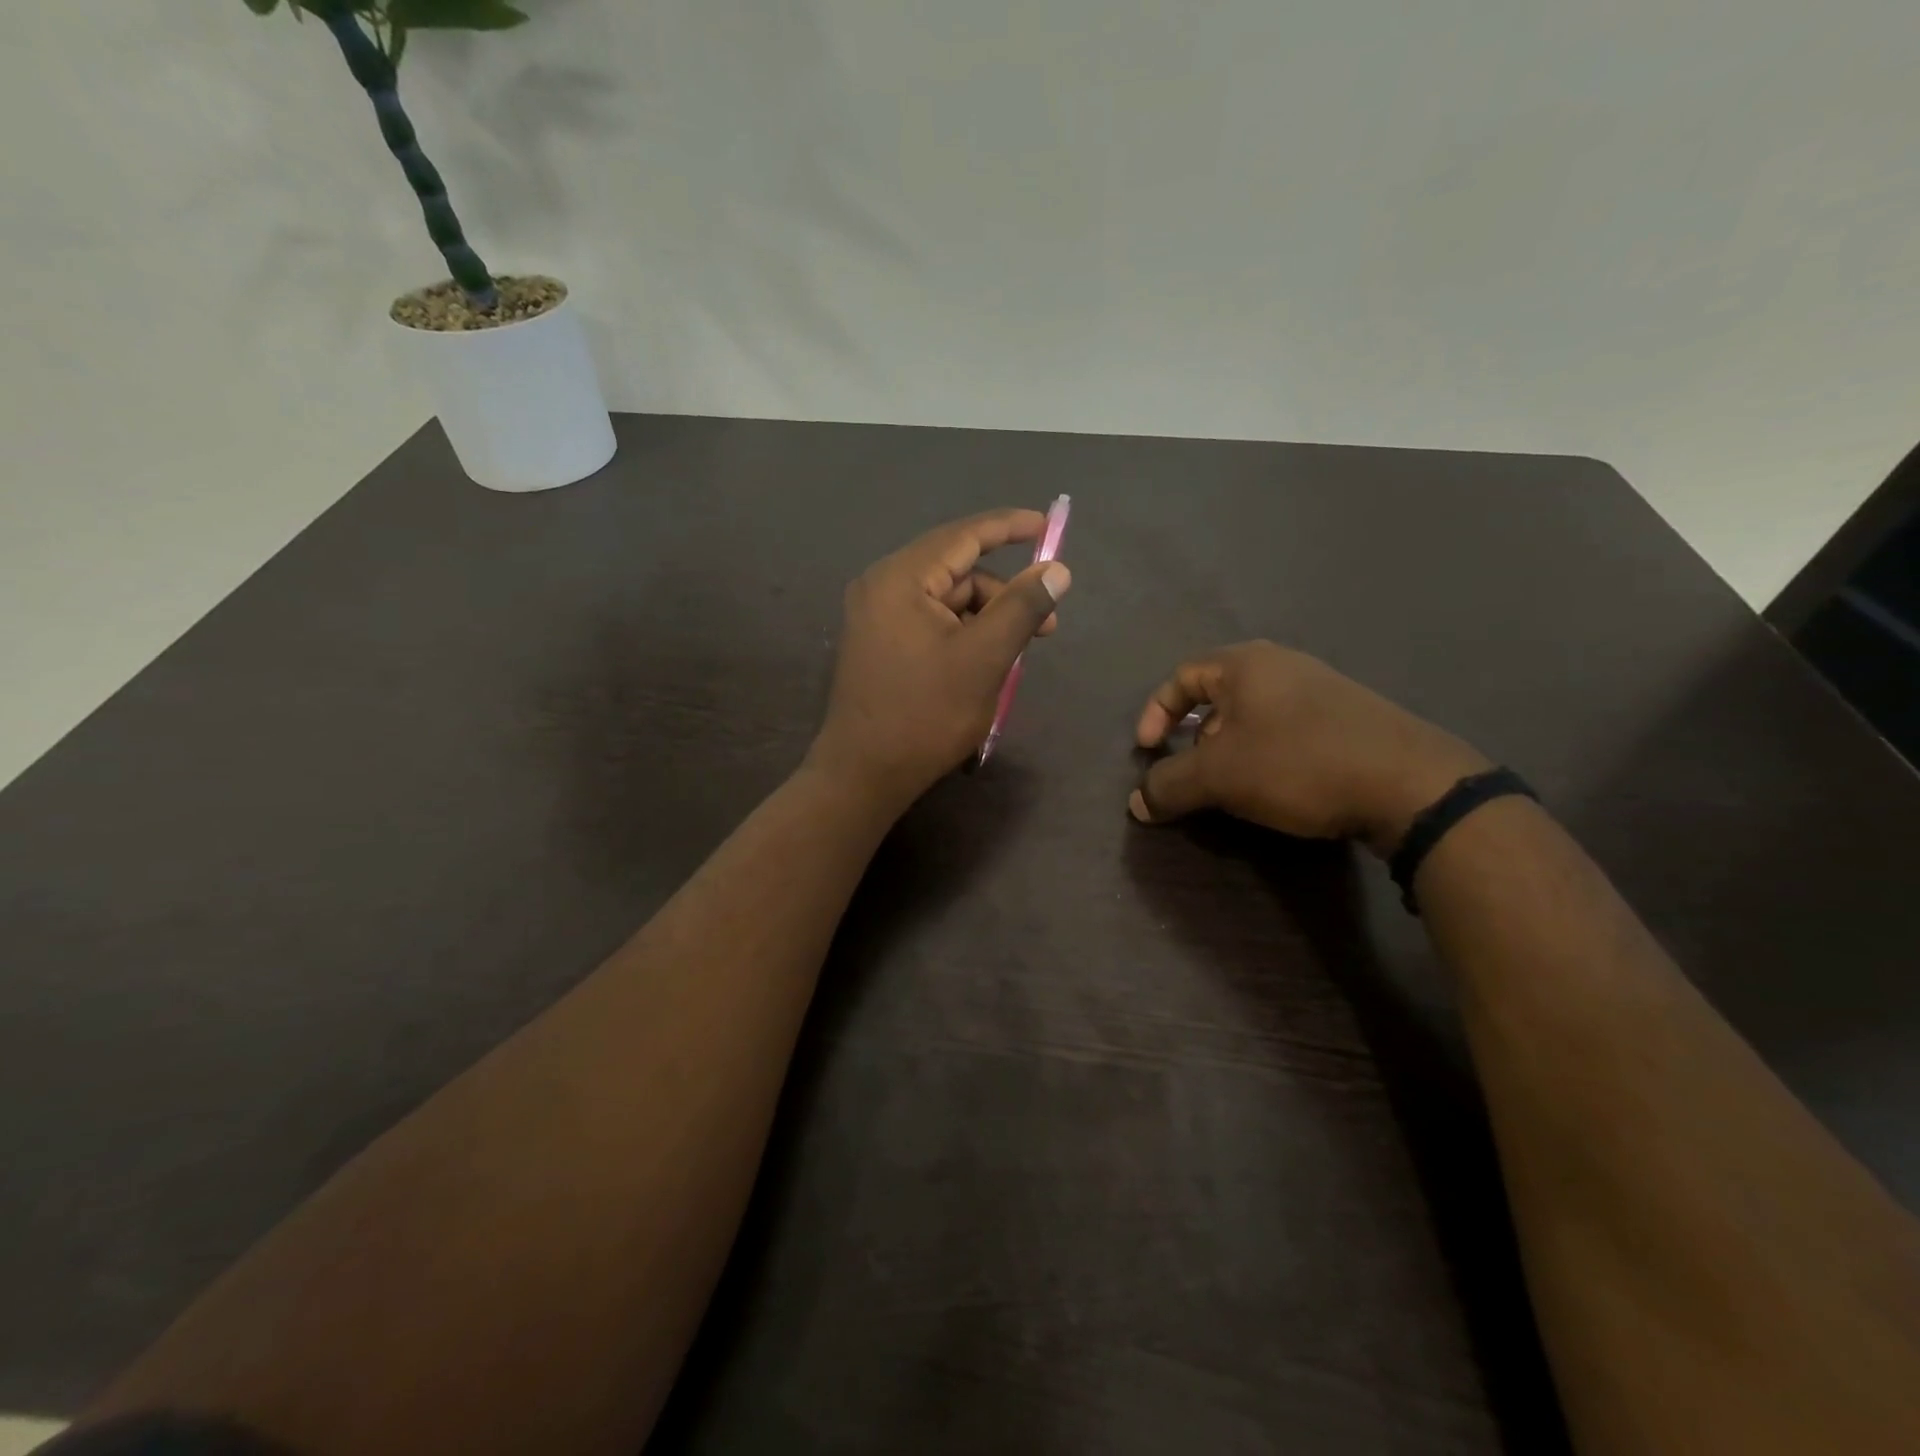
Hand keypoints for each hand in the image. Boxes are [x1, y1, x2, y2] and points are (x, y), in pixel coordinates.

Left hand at [810, 509, 1071, 811]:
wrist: (864, 774)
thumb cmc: (925, 714)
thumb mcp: (984, 658)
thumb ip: (1021, 607)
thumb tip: (1057, 569)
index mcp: (900, 578)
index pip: (963, 536)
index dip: (1009, 527)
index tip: (1047, 526)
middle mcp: (881, 586)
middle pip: (957, 571)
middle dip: (1004, 593)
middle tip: (1046, 626)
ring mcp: (876, 616)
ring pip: (947, 600)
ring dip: (986, 618)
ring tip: (1015, 655)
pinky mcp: (879, 643)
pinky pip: (930, 622)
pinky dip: (963, 634)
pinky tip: (985, 663)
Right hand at [1129, 642, 1489, 856]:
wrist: (1408, 783)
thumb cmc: (1297, 764)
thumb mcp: (1219, 777)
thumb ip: (1168, 785)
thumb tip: (1136, 802)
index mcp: (1244, 664)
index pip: (1181, 676)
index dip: (1154, 713)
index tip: (1147, 751)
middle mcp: (1281, 664)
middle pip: (1216, 695)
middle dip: (1193, 737)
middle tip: (1192, 772)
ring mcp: (1321, 687)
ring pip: (1252, 714)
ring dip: (1229, 749)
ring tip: (1232, 785)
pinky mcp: (1348, 716)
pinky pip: (1286, 727)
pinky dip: (1265, 753)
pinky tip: (1278, 785)